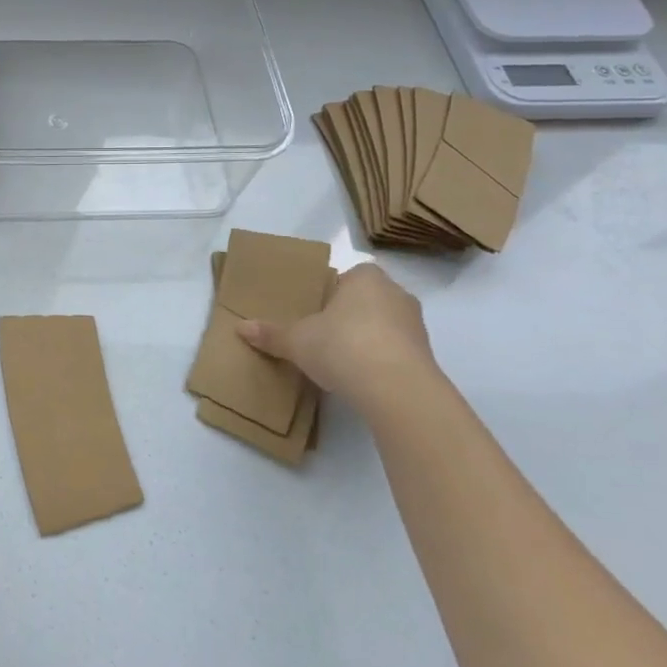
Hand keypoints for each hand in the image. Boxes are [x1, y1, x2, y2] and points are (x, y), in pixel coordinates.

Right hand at [238, 263, 439, 411]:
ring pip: (383, 326)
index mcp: (366, 278)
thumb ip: (271, 333)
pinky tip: (360, 378)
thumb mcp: (297, 340)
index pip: (346, 277)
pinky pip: (395, 351)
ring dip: (365, 340)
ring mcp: (416, 326)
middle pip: (365, 301)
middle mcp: (396, 294)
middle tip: (321, 336)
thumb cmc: (342, 346)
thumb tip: (239, 328)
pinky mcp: (426, 357)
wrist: (396, 389)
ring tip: (340, 361)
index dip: (329, 294)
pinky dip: (380, 361)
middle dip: (347, 316)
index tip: (313, 314)